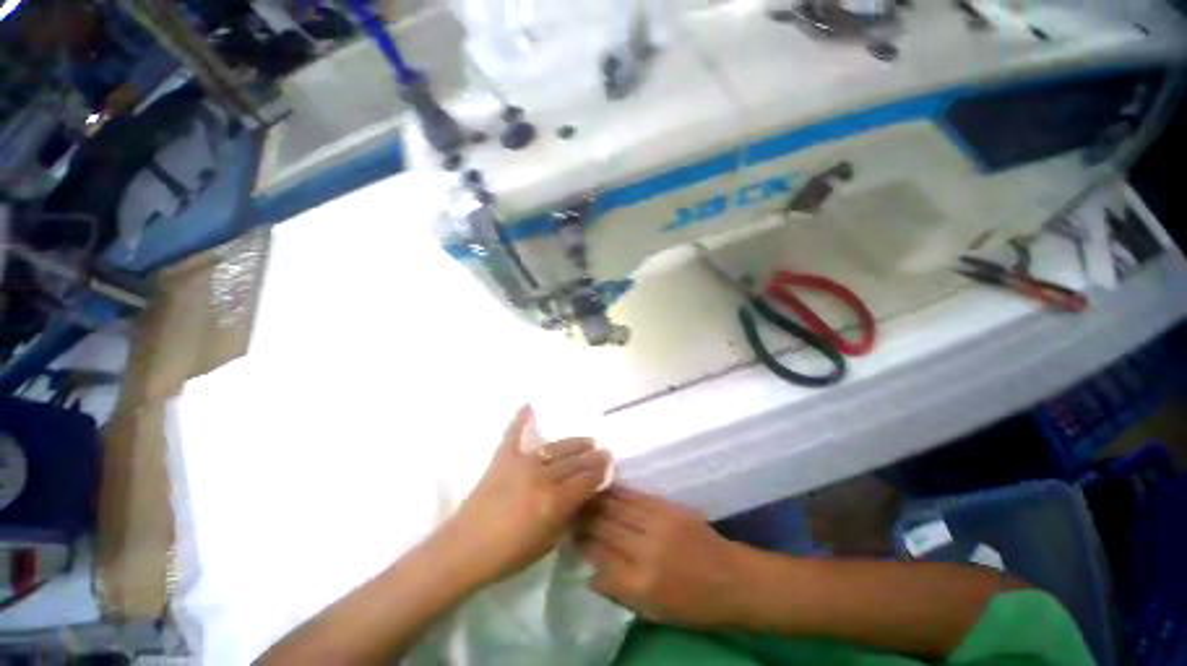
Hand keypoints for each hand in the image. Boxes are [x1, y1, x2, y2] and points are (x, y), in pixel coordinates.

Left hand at [446, 405, 611, 583]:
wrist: (463, 550)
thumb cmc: (507, 555)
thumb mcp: (547, 543)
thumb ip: (568, 516)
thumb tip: (583, 497)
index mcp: (554, 502)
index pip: (585, 482)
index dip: (599, 473)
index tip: (608, 466)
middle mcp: (541, 478)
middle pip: (574, 463)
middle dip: (593, 457)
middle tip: (604, 451)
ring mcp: (521, 464)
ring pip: (555, 448)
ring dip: (574, 444)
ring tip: (587, 440)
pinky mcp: (502, 458)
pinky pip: (512, 434)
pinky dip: (520, 419)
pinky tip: (528, 405)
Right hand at [576, 486, 751, 629]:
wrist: (732, 579)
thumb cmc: (692, 604)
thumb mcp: (652, 612)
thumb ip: (618, 592)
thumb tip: (589, 574)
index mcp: (640, 583)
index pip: (599, 554)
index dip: (581, 541)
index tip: (570, 533)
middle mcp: (645, 549)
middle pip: (605, 525)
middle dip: (585, 516)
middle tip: (571, 509)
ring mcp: (658, 524)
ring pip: (618, 505)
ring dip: (598, 499)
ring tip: (584, 495)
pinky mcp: (669, 507)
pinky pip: (636, 495)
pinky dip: (619, 492)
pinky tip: (607, 488)